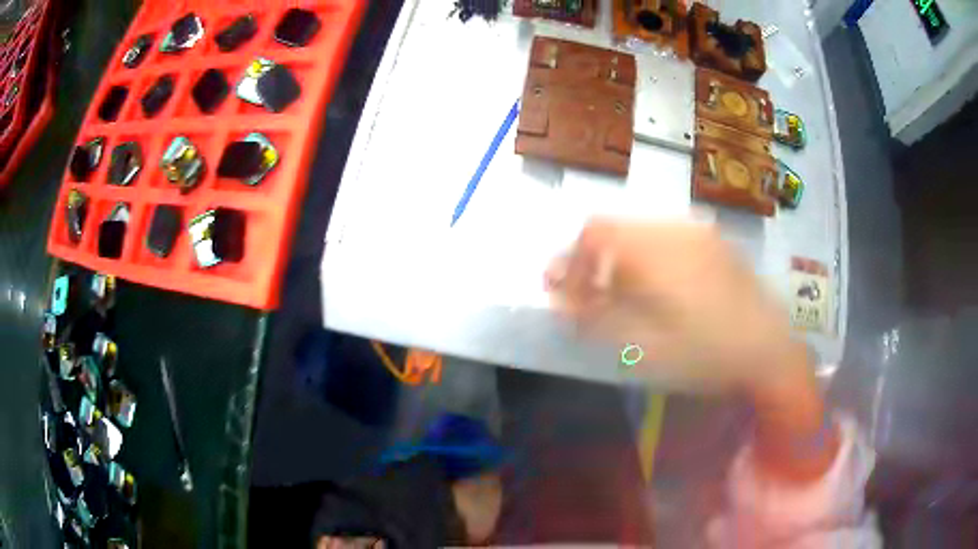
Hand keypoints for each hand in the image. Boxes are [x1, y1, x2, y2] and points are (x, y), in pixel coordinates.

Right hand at [548, 219, 837, 481]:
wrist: (770, 352)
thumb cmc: (706, 356)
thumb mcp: (645, 347)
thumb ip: (595, 317)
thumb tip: (557, 296)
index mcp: (656, 251)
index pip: (594, 232)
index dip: (571, 260)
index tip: (566, 294)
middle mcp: (675, 228)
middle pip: (615, 228)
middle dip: (593, 260)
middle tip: (590, 298)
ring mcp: (698, 231)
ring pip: (640, 230)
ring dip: (620, 258)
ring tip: (623, 295)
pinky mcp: (713, 241)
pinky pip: (665, 236)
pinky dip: (647, 256)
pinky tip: (658, 287)